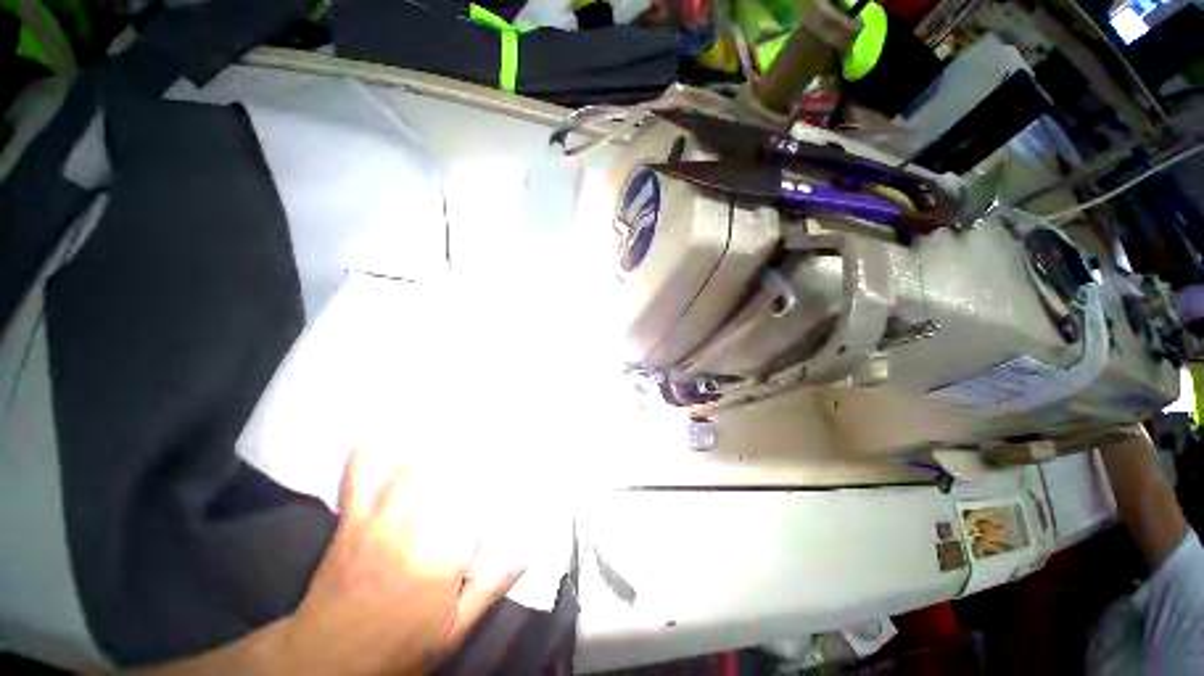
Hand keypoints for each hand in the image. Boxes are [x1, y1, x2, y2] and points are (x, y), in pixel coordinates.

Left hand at [275, 448, 522, 674]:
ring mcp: (382, 522)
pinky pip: (357, 482)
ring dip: (431, 448)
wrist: (323, 662)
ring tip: (449, 421)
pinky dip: (364, 457)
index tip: (517, 458)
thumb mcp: (453, 632)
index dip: (503, 479)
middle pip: (453, 481)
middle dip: (475, 454)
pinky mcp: (353, 522)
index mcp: (445, 557)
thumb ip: (490, 589)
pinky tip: (372, 434)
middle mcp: (417, 530)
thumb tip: (526, 552)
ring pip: (411, 472)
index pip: (484, 505)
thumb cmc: (396, 649)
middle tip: (492, 430)